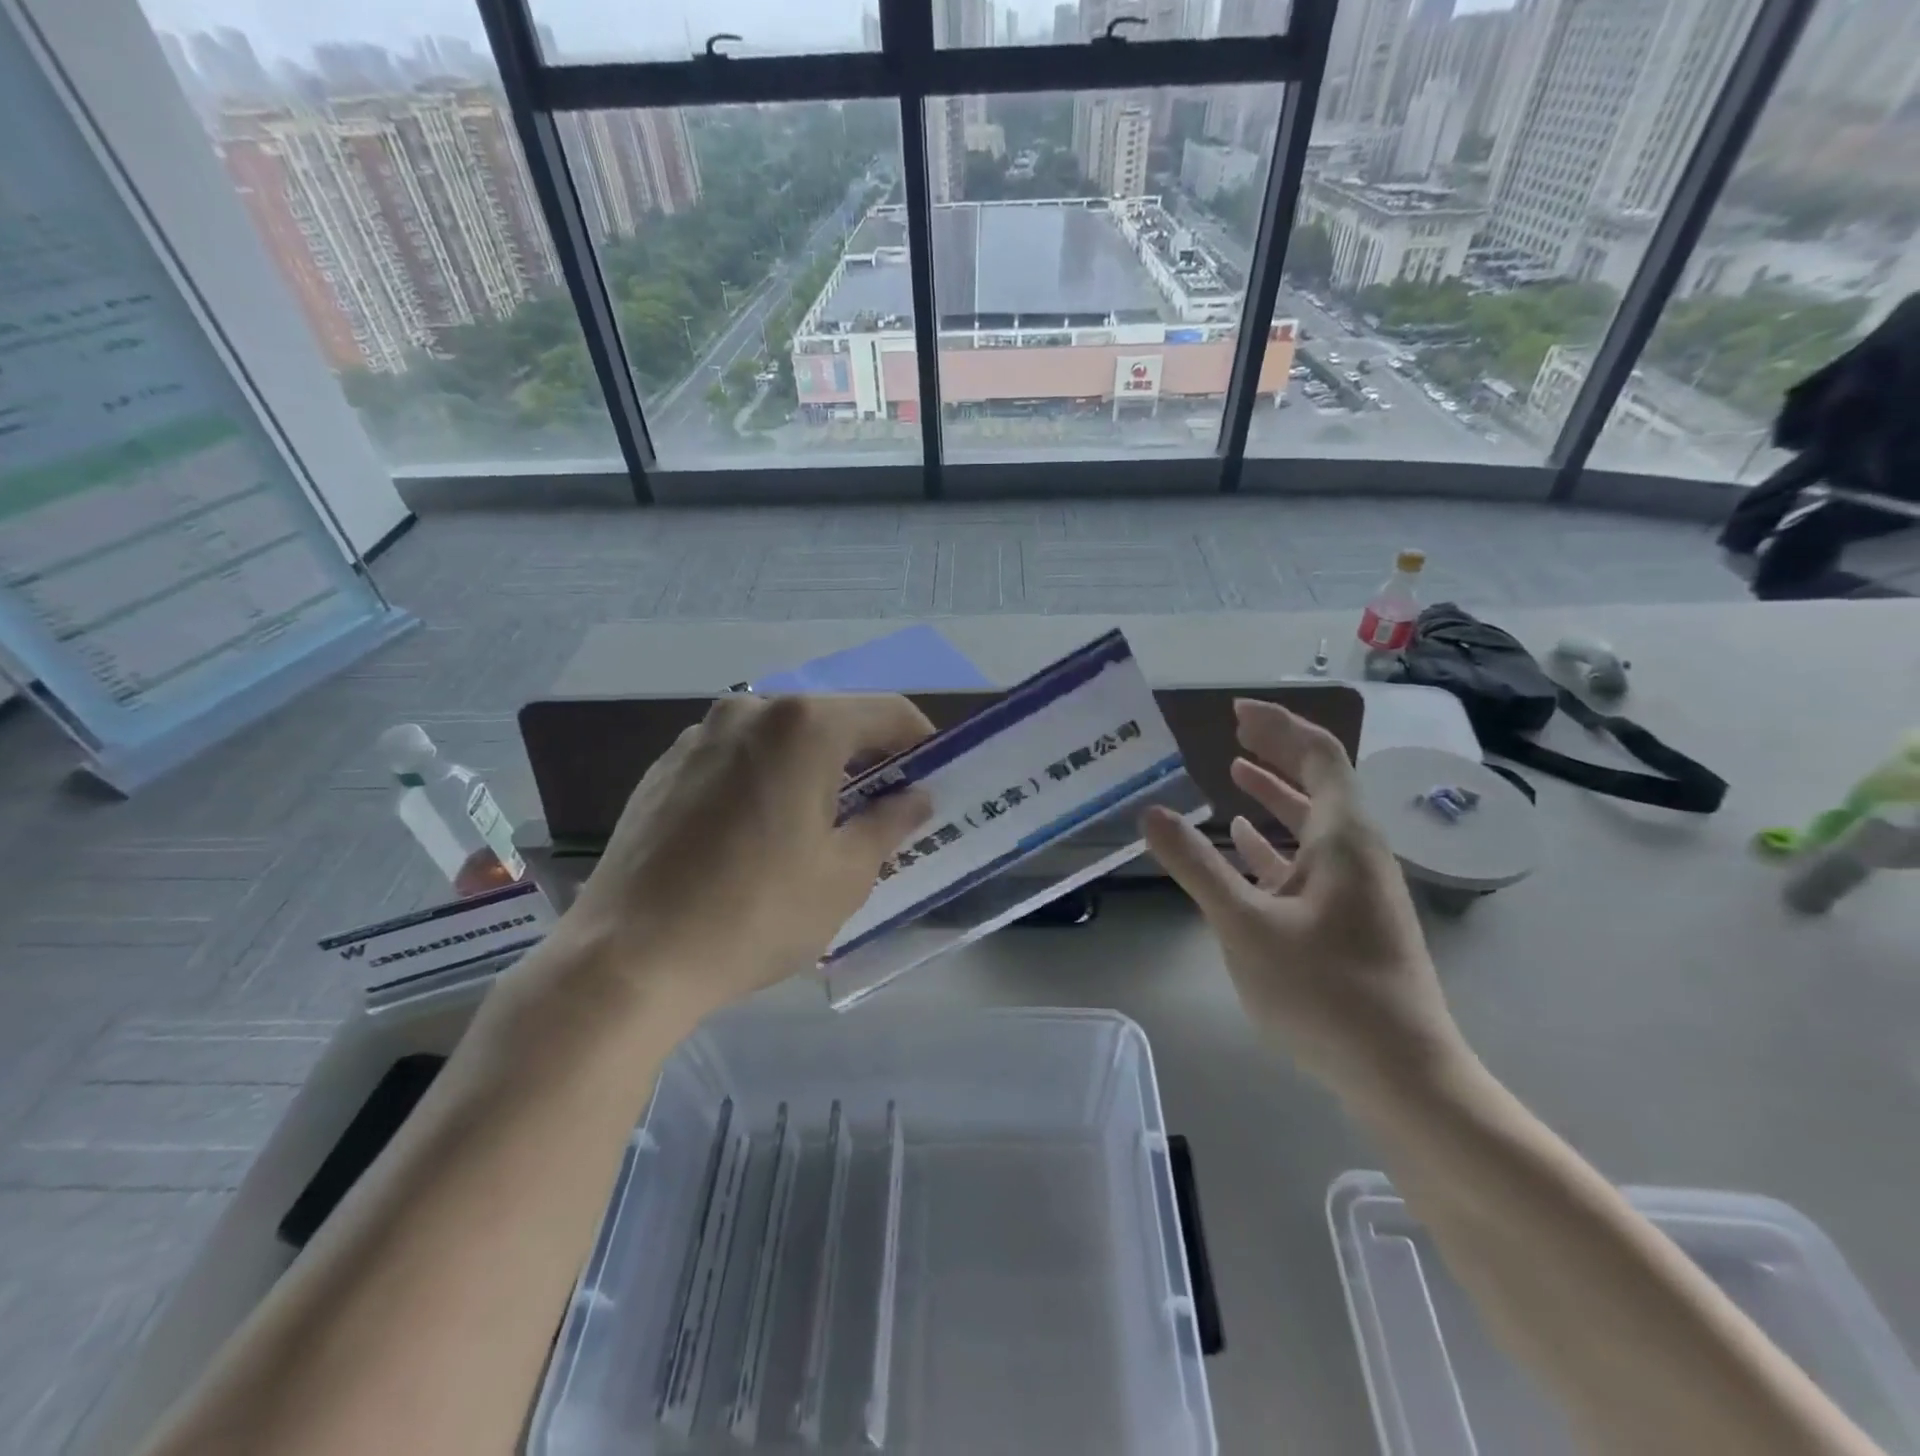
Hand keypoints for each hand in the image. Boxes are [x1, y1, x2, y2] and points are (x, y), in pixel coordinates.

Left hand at [568, 694, 931, 1019]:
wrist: (627, 958)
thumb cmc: (755, 913)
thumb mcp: (844, 876)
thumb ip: (890, 823)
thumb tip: (915, 798)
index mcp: (804, 726)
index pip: (888, 713)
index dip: (920, 743)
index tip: (929, 781)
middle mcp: (750, 710)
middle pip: (833, 719)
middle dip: (867, 757)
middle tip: (882, 809)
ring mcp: (700, 734)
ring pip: (782, 737)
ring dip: (814, 767)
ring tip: (819, 824)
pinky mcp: (665, 765)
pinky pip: (737, 756)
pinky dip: (766, 777)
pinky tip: (758, 832)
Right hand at [1143, 699, 1467, 1098]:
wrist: (1401, 1073)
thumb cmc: (1325, 991)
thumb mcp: (1244, 924)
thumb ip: (1195, 865)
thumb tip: (1150, 813)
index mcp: (1343, 839)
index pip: (1318, 756)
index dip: (1279, 726)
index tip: (1237, 711)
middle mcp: (1356, 852)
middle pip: (1319, 782)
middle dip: (1276, 751)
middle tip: (1233, 730)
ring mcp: (1356, 888)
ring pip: (1313, 823)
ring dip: (1274, 793)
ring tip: (1233, 771)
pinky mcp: (1349, 919)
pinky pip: (1309, 861)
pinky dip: (1276, 842)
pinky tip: (1244, 842)